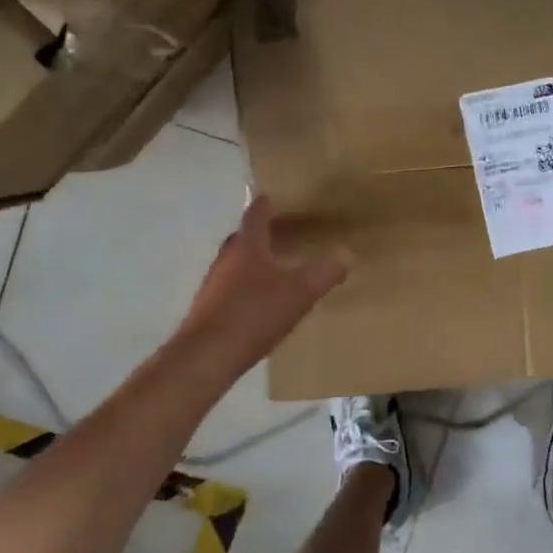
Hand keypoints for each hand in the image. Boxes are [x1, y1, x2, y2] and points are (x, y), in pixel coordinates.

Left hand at [179, 197, 347, 373]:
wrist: (206, 356)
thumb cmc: (254, 314)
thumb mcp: (300, 292)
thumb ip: (324, 272)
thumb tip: (346, 253)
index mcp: (247, 247)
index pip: (255, 216)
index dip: (265, 205)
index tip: (271, 196)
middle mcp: (226, 260)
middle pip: (242, 239)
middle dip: (258, 234)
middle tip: (278, 232)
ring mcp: (212, 286)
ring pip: (234, 264)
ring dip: (251, 262)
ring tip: (272, 268)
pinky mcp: (207, 311)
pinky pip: (229, 289)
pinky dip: (244, 287)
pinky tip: (258, 302)